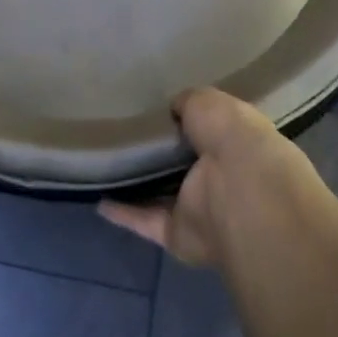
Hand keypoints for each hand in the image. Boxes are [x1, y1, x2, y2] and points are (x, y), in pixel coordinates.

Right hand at [99, 88, 307, 268]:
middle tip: (120, 136)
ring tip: (103, 168)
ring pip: (161, 196)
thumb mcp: (208, 101)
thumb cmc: (231, 137)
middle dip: (157, 155)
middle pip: (180, 166)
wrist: (239, 191)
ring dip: (137, 186)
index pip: (205, 132)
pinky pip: (144, 221)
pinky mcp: (177, 234)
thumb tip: (174, 108)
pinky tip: (98, 198)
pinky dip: (123, 213)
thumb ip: (188, 103)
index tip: (153, 111)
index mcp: (232, 143)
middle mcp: (217, 178)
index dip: (182, 123)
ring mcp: (198, 209)